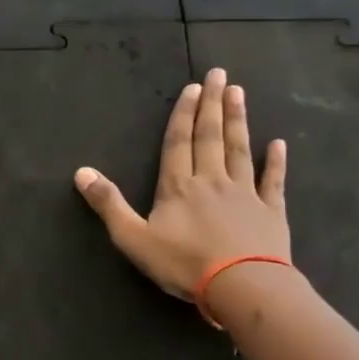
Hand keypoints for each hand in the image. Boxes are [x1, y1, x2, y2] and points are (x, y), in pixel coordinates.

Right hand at [74, 67, 289, 302]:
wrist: (242, 285)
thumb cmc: (183, 263)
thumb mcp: (133, 238)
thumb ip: (108, 204)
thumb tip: (81, 172)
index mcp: (178, 187)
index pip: (178, 143)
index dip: (183, 115)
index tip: (193, 88)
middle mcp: (211, 181)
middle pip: (210, 137)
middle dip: (212, 105)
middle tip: (218, 74)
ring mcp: (245, 194)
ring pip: (239, 150)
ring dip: (238, 121)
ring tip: (239, 93)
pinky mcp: (271, 212)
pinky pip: (273, 181)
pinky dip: (275, 162)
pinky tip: (278, 144)